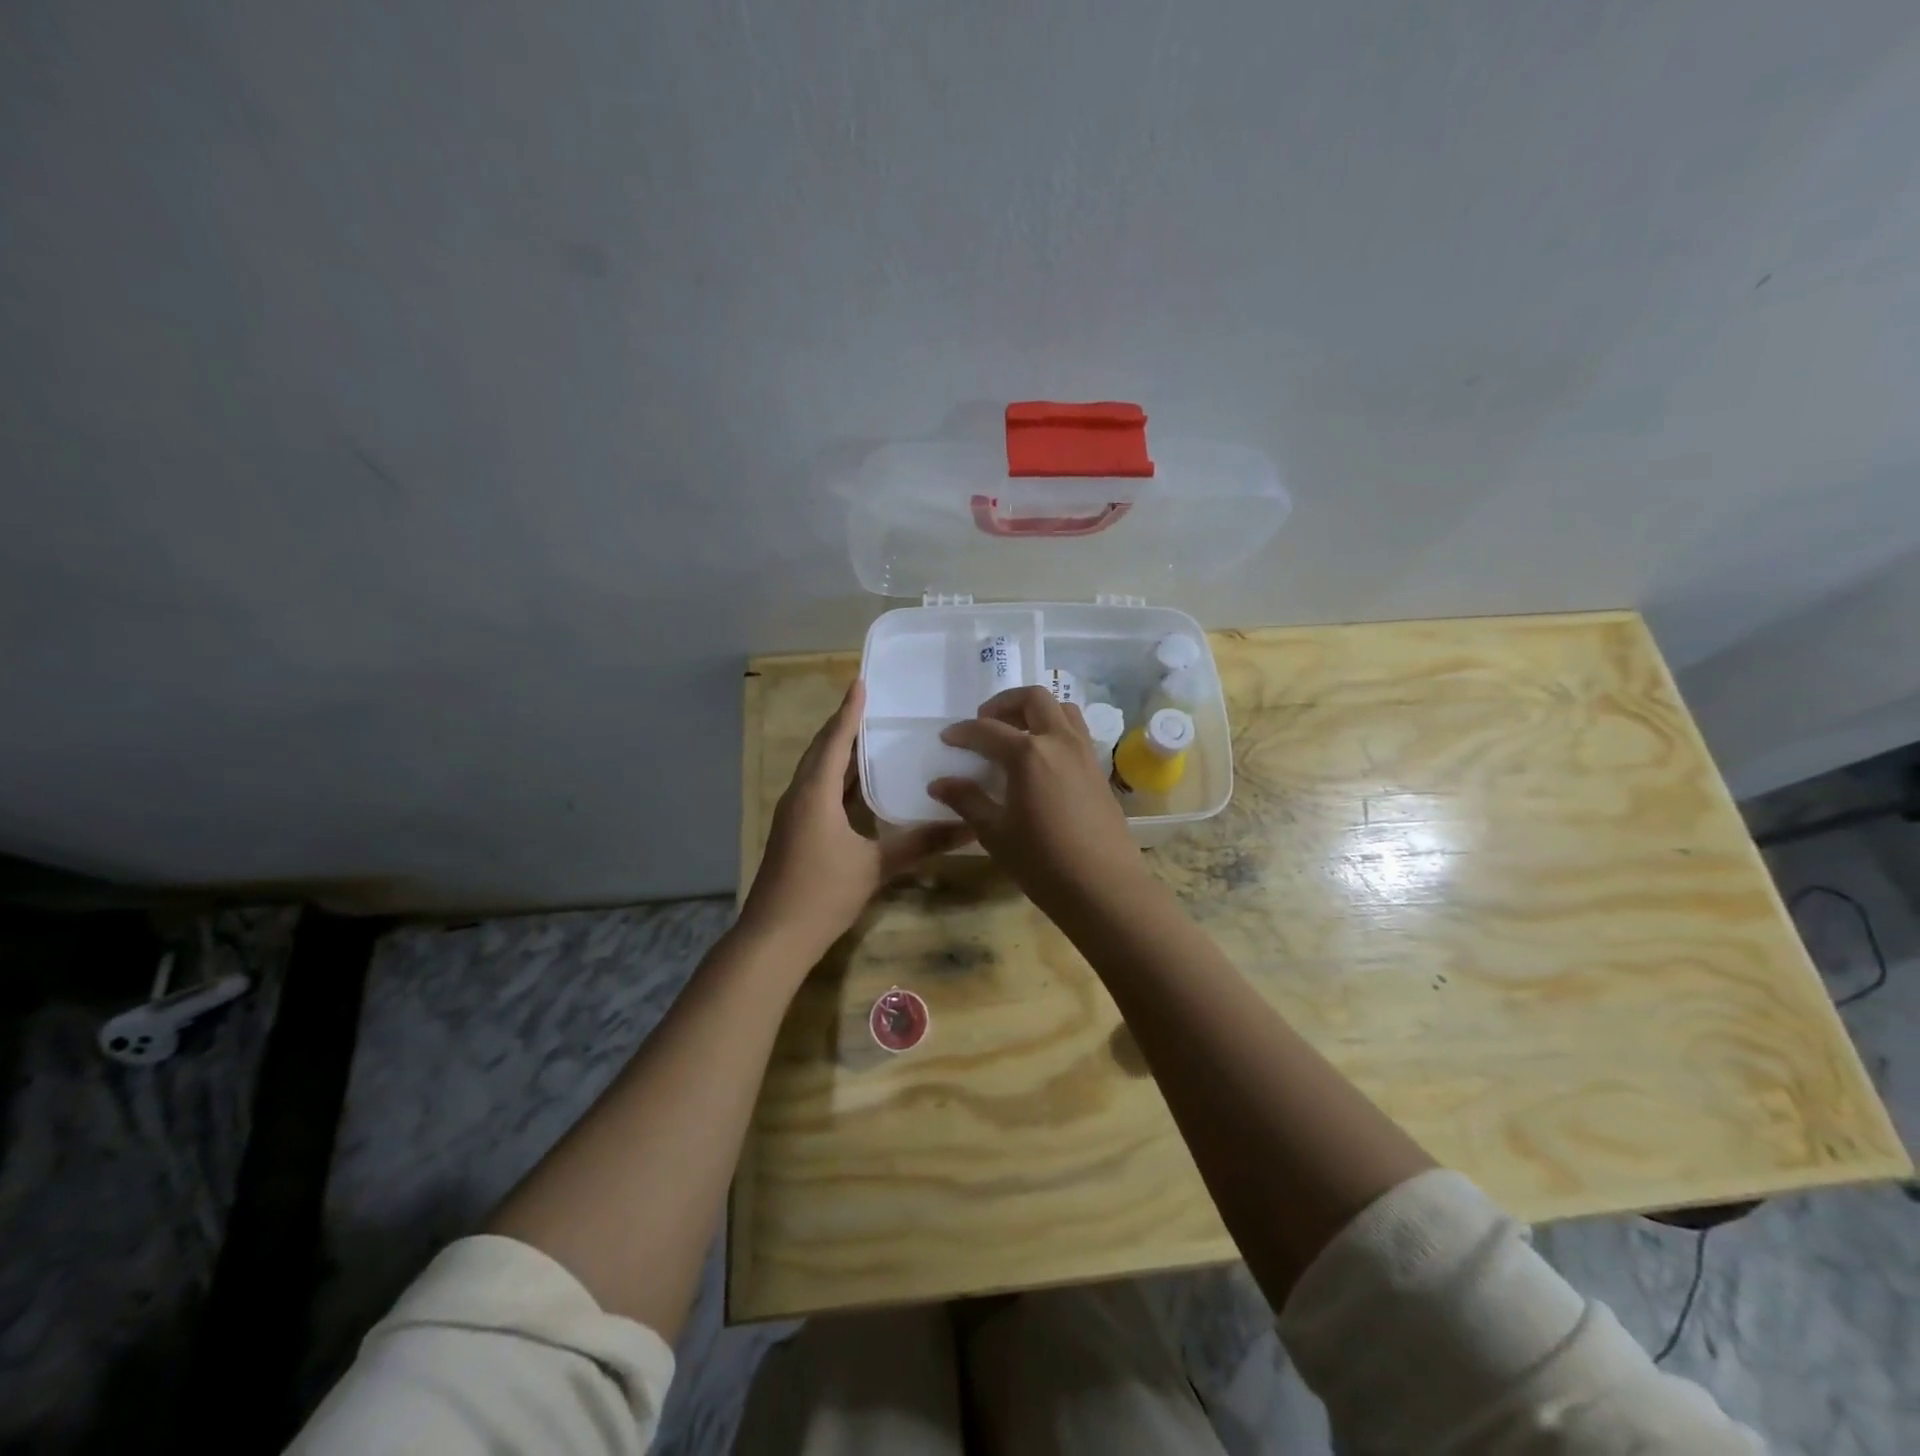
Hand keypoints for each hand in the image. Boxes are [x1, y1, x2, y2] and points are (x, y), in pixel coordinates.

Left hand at [740, 679, 971, 962]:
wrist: (774, 938)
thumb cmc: (822, 893)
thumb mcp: (875, 866)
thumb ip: (919, 843)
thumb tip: (967, 827)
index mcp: (814, 793)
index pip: (834, 741)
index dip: (849, 711)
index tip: (861, 683)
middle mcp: (799, 796)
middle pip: (821, 751)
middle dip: (844, 727)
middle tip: (873, 707)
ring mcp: (793, 816)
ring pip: (817, 773)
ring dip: (839, 753)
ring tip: (870, 737)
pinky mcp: (794, 834)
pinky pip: (817, 792)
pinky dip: (837, 779)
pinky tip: (857, 786)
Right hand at [929, 686, 1146, 915]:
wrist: (1103, 887)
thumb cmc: (1042, 862)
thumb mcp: (995, 832)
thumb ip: (967, 800)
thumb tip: (939, 783)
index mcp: (1028, 753)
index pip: (987, 730)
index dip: (963, 732)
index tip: (947, 739)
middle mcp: (1059, 742)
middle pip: (1033, 699)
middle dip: (1004, 703)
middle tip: (985, 722)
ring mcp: (1085, 754)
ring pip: (1062, 709)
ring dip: (1035, 711)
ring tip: (1016, 733)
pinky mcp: (1099, 771)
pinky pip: (1077, 732)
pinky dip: (1055, 730)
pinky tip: (1042, 760)